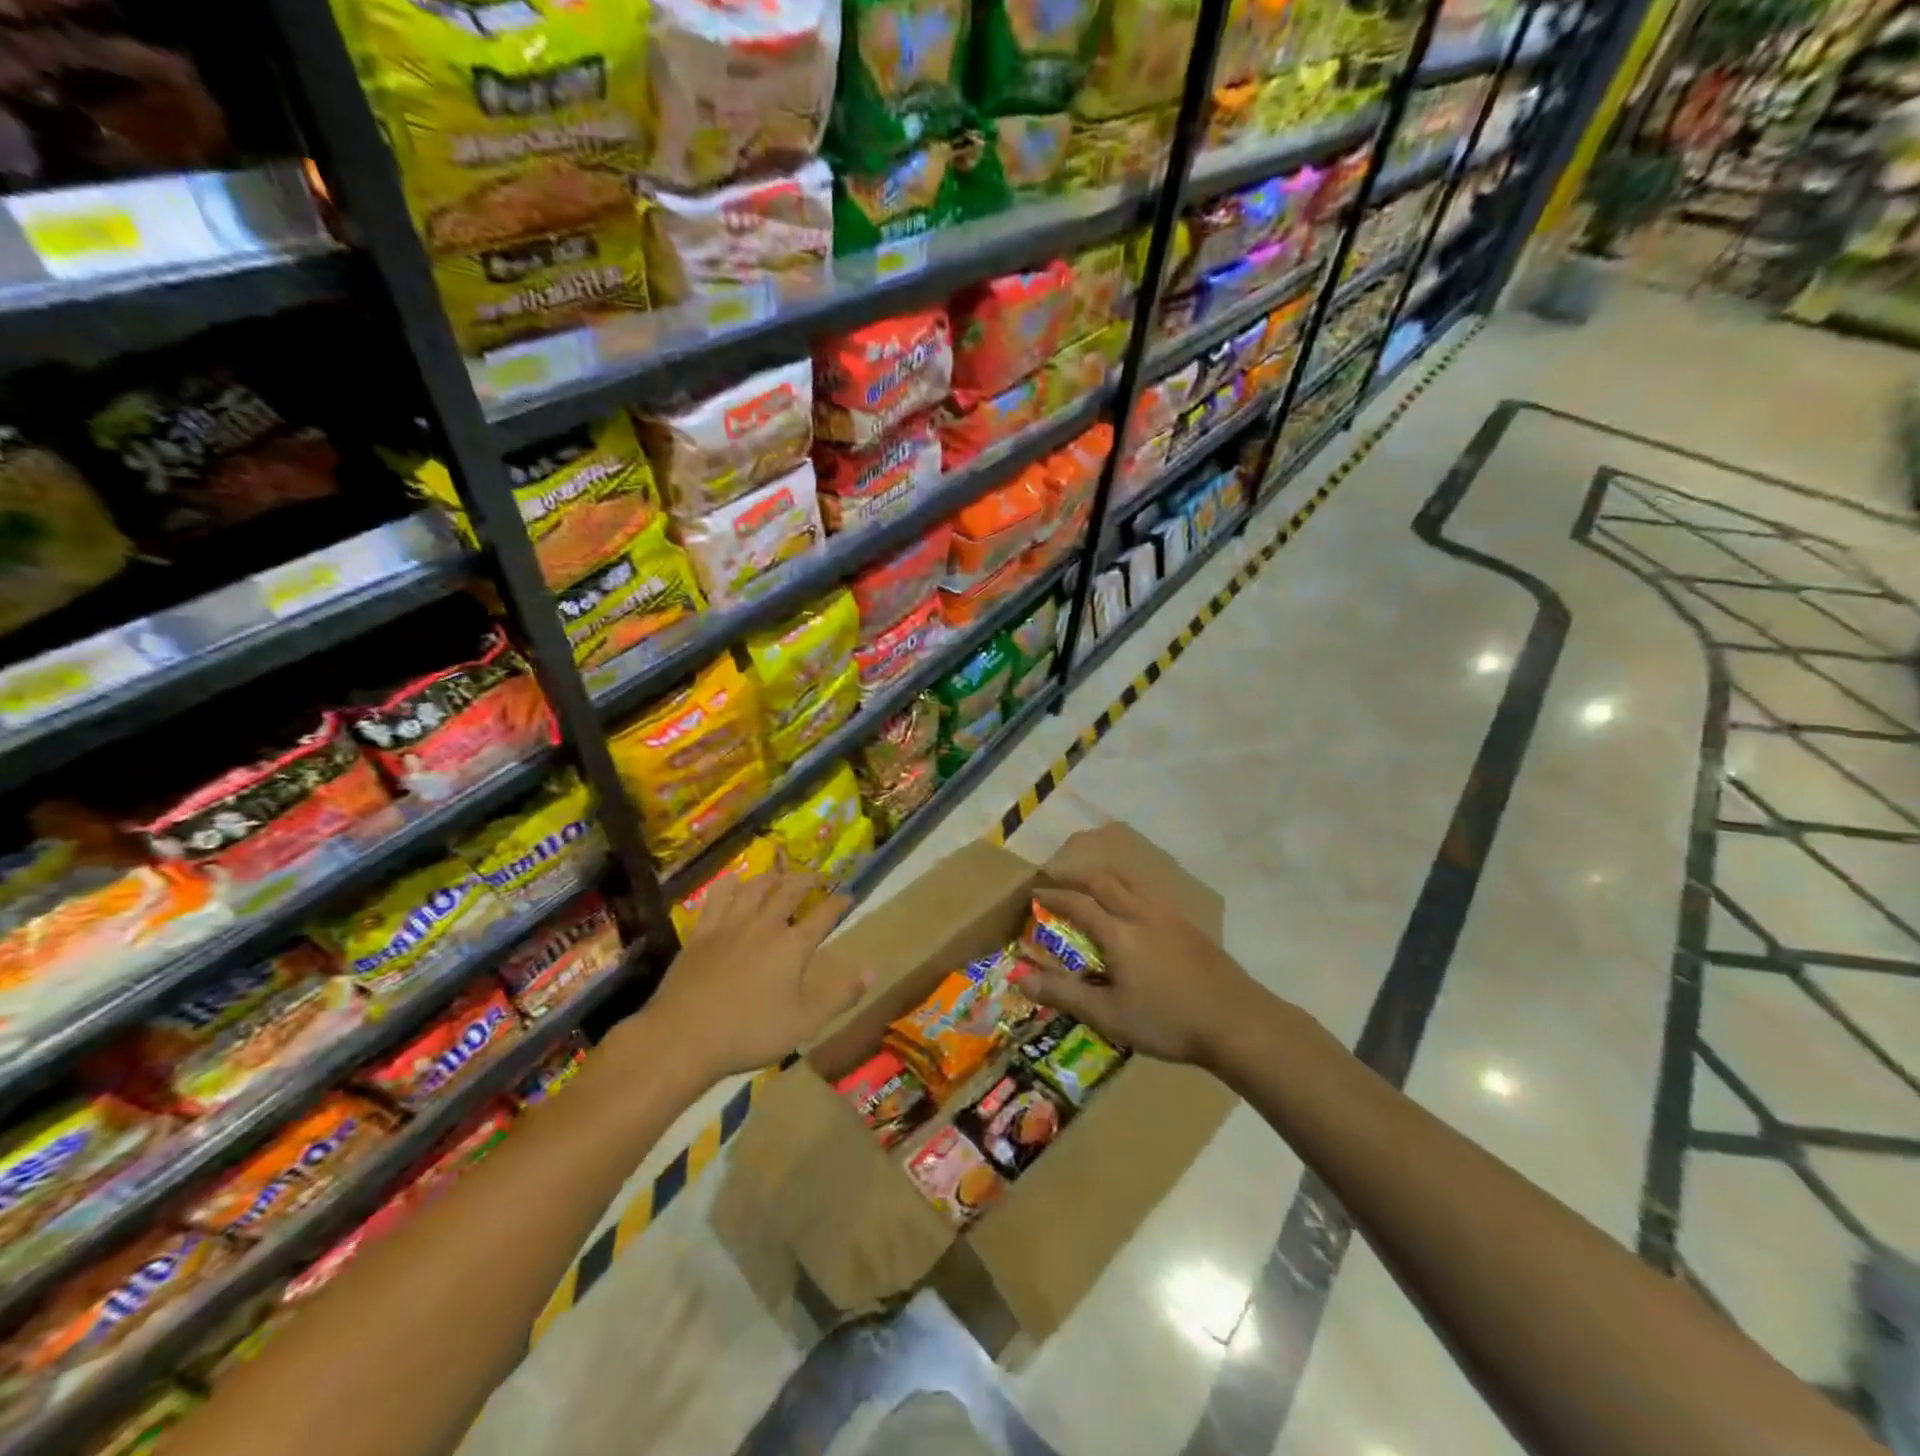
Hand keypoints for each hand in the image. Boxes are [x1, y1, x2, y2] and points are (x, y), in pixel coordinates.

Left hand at [629, 870, 867, 1087]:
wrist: (684, 1037)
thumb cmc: (750, 1033)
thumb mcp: (805, 1022)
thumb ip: (841, 995)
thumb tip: (873, 970)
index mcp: (793, 946)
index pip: (823, 915)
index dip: (838, 902)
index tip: (848, 895)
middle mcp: (765, 925)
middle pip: (790, 891)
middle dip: (807, 880)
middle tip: (818, 876)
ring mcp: (730, 925)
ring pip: (755, 888)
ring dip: (772, 877)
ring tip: (780, 875)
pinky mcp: (702, 933)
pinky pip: (717, 898)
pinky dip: (729, 885)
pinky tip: (733, 881)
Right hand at [1012, 864, 1259, 1065]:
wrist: (1237, 1021)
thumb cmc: (1167, 1021)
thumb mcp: (1108, 1015)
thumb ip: (1064, 994)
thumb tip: (1020, 978)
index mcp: (1118, 932)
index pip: (1077, 904)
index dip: (1054, 897)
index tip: (1036, 893)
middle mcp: (1141, 914)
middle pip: (1105, 882)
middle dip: (1078, 877)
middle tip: (1060, 879)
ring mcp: (1170, 917)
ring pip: (1132, 884)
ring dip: (1107, 879)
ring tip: (1094, 886)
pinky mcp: (1190, 927)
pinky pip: (1151, 896)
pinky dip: (1131, 892)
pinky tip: (1136, 912)